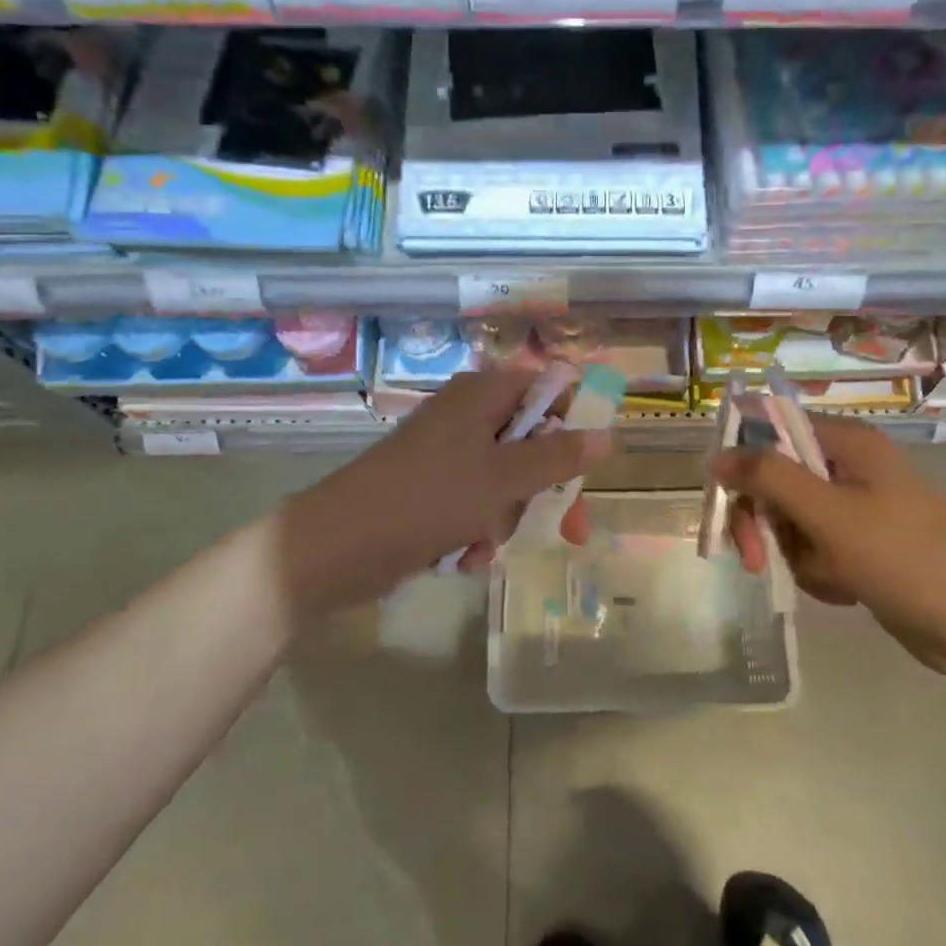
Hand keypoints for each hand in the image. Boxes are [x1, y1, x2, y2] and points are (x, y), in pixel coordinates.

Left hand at [278, 365, 608, 616]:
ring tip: (485, 543)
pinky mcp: (431, 489)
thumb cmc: (427, 498)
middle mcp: (466, 415)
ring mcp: (447, 453)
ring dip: (506, 518)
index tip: (589, 465)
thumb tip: (608, 433)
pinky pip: (476, 504)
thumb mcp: (503, 478)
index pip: (548, 389)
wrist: (337, 546)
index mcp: (482, 394)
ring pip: (507, 481)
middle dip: (543, 490)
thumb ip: (558, 456)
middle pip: (532, 441)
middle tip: (569, 530)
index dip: (574, 423)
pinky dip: (477, 531)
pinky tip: (463, 556)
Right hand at [710, 415, 945, 670]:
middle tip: (755, 559)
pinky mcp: (862, 540)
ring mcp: (857, 503)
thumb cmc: (901, 557)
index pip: (772, 429)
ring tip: (828, 576)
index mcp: (847, 442)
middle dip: (765, 522)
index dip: (743, 461)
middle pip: (777, 478)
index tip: (727, 502)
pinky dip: (817, 568)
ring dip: (795, 552)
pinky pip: (815, 545)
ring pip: (791, 518)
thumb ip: (768, 476)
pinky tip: (843, 588)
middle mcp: (849, 464)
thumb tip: (717, 456)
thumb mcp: (827, 513)